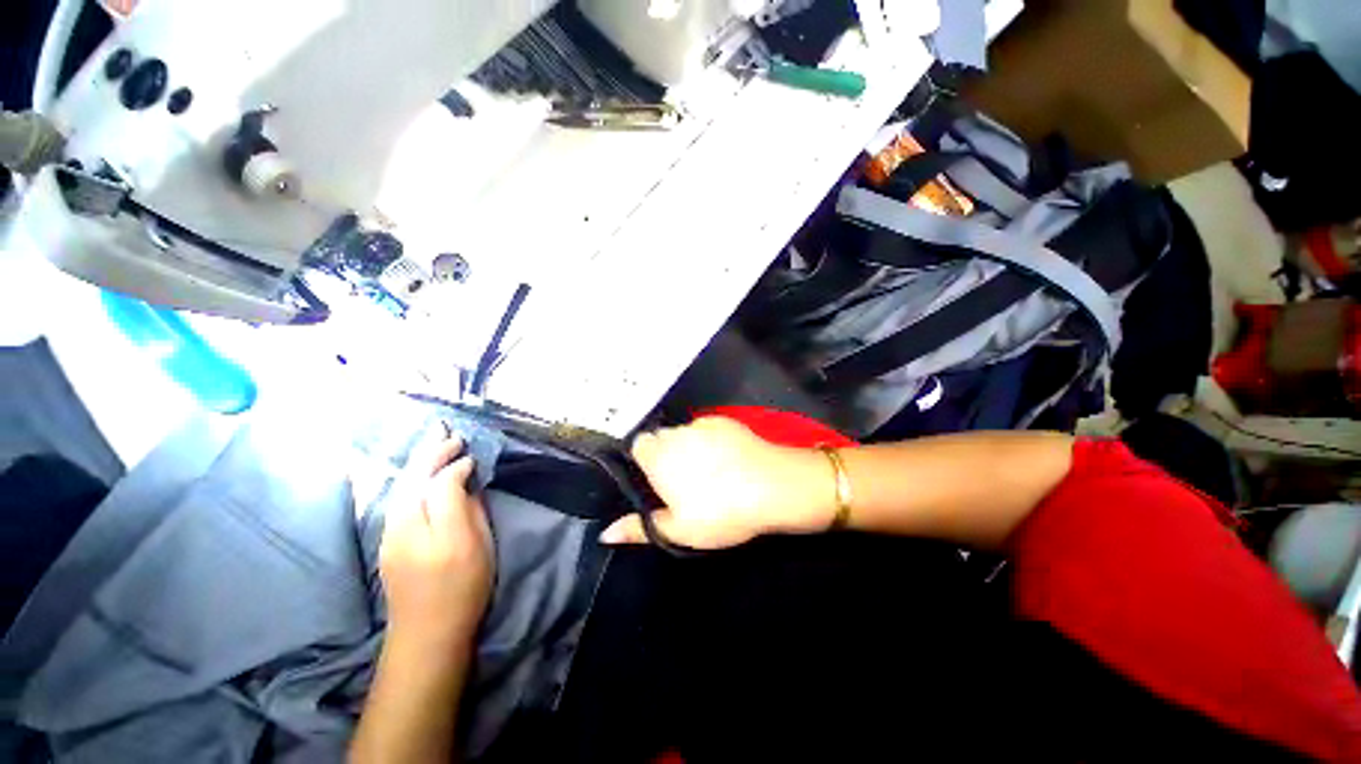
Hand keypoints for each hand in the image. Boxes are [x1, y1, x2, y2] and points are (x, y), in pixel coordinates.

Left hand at [380, 429, 494, 652]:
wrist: (426, 633)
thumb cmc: (465, 589)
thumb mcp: (481, 548)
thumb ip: (472, 511)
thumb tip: (466, 484)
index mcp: (440, 533)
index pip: (442, 485)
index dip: (457, 467)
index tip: (472, 459)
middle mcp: (407, 530)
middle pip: (415, 481)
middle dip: (432, 453)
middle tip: (449, 434)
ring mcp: (389, 536)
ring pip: (401, 488)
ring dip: (418, 462)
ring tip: (433, 441)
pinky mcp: (384, 542)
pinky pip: (398, 499)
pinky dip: (410, 478)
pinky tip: (419, 470)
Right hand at [600, 417, 834, 549]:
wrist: (772, 486)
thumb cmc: (721, 512)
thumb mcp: (678, 530)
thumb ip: (639, 528)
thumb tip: (605, 532)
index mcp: (658, 456)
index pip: (637, 445)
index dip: (644, 460)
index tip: (656, 479)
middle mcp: (675, 433)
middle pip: (661, 438)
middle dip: (666, 454)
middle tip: (684, 480)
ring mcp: (702, 423)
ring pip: (685, 433)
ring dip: (689, 446)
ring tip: (710, 471)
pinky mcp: (724, 420)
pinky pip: (707, 428)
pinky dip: (710, 439)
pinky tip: (728, 458)